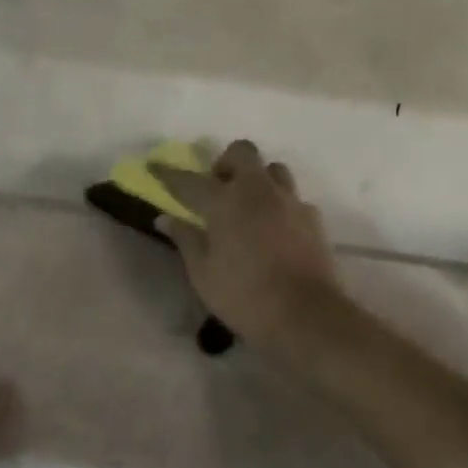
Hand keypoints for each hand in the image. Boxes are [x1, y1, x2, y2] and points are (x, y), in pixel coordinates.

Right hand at [152, 140, 343, 352]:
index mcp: (224, 202)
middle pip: (241, 152)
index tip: (154, 166)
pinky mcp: (313, 217)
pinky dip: (279, 205)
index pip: (189, 180)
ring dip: (257, 178)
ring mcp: (289, 201)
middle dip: (225, 162)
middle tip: (216, 188)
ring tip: (248, 205)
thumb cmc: (244, 297)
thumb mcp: (203, 273)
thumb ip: (186, 239)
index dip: (168, 174)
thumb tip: (165, 218)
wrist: (306, 315)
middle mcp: (257, 191)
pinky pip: (293, 197)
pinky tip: (274, 228)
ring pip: (273, 169)